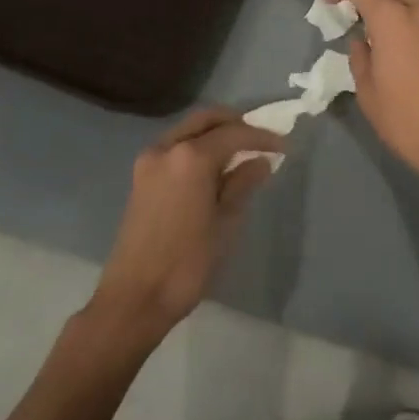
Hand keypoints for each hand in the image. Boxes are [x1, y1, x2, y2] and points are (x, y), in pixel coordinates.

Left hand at [88, 108, 281, 339]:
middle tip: (260, 140)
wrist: (134, 299)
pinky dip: (197, 147)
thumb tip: (260, 162)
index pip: (234, 133)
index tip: (284, 146)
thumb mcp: (225, 223)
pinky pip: (176, 147)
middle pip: (207, 120)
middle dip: (236, 124)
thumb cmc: (187, 263)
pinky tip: (214, 169)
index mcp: (190, 157)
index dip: (261, 137)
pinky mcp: (141, 177)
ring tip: (241, 154)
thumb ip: (242, 184)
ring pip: (189, 130)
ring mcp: (150, 161)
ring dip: (215, 134)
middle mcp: (167, 148)